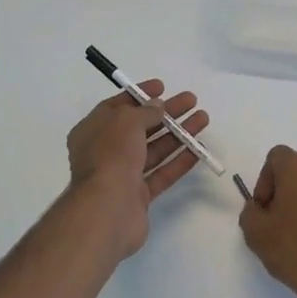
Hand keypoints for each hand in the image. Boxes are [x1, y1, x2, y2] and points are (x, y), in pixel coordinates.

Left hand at [66, 80, 210, 257]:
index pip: (117, 106)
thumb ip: (145, 112)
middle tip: (191, 101)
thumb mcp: (126, 122)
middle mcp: (105, 151)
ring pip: (154, 149)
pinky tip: (198, 150)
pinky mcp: (138, 196)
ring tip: (203, 119)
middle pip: (140, 127)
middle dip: (166, 113)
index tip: (163, 86)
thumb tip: (158, 106)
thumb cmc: (111, 156)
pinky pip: (161, 173)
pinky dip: (179, 161)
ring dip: (178, 134)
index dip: (140, 95)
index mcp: (93, 130)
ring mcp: (122, 175)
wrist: (107, 210)